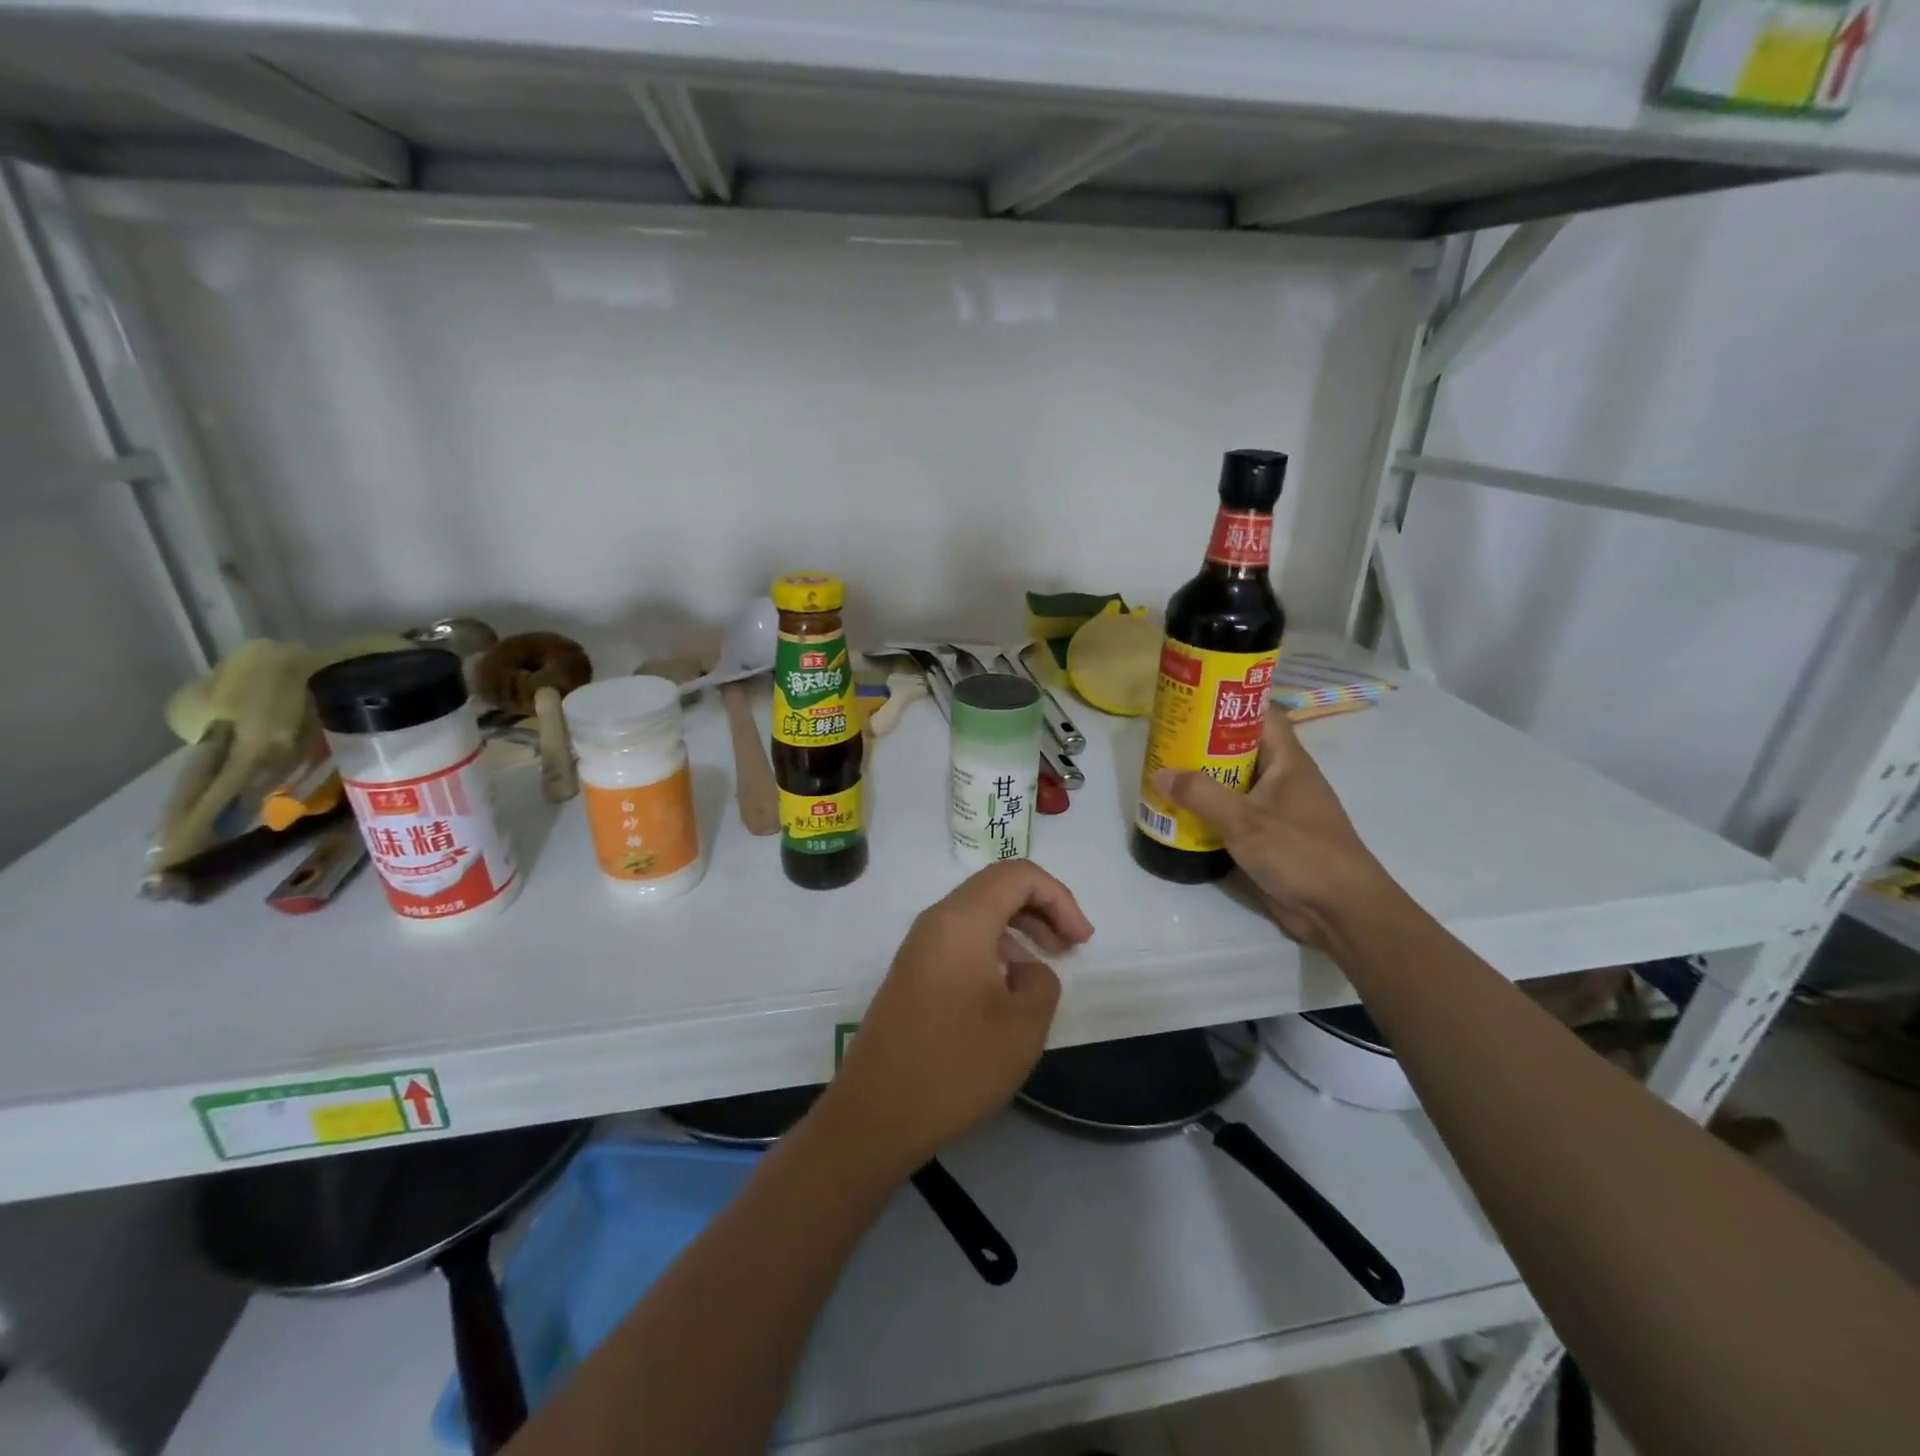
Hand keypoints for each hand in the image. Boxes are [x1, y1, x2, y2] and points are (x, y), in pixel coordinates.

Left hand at [815, 861, 1094, 1175]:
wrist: (876, 1115)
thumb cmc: (955, 1066)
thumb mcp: (1022, 1025)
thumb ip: (1041, 981)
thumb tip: (1024, 969)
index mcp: (960, 920)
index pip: (1017, 875)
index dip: (1059, 897)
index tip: (1081, 941)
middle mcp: (935, 922)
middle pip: (996, 888)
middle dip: (1041, 908)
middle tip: (1071, 947)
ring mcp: (918, 948)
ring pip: (978, 915)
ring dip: (1019, 930)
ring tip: (1046, 966)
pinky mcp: (912, 975)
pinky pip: (961, 941)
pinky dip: (994, 950)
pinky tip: (1009, 989)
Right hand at [1152, 714, 1392, 949]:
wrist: (1340, 910)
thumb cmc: (1299, 852)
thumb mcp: (1244, 820)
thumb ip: (1201, 794)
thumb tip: (1160, 773)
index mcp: (1289, 761)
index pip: (1261, 716)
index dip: (1230, 704)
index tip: (1192, 702)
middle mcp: (1285, 779)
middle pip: (1243, 750)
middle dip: (1206, 744)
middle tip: (1167, 741)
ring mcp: (1279, 810)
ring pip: (1237, 784)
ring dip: (1206, 781)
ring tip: (1166, 774)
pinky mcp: (1271, 838)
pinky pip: (1236, 814)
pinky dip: (1212, 812)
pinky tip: (1183, 815)